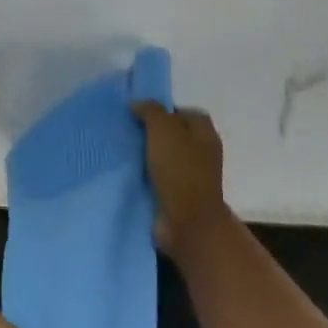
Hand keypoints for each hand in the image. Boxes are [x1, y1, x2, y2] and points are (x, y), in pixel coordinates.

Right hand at [133, 102, 229, 256]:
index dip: (165, 110)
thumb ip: (151, 111)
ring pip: (165, 158)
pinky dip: (146, 176)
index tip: (141, 114)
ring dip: (147, 156)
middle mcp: (202, 153)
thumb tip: (138, 104)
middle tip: (128, 131)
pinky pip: (159, 179)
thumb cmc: (179, 170)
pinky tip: (128, 173)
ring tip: (123, 152)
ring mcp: (192, 177)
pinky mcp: (179, 197)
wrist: (187, 223)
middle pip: (175, 135)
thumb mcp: (163, 130)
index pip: (187, 113)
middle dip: (153, 133)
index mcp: (205, 134)